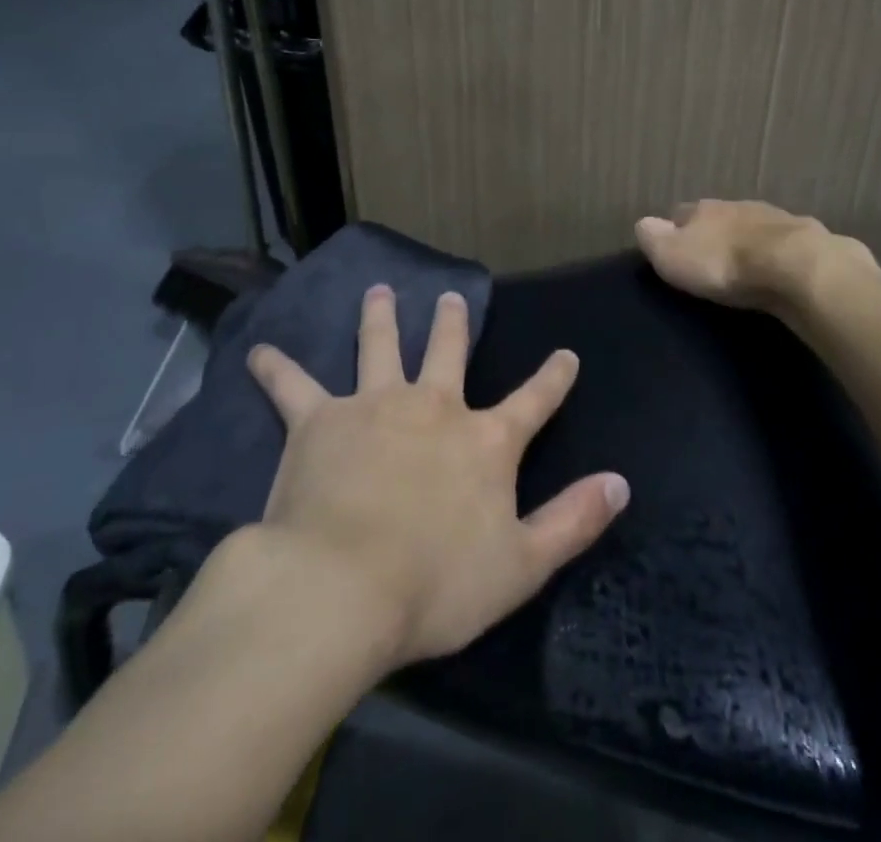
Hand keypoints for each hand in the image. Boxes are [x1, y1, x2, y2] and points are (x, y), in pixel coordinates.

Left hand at [244, 285, 629, 667]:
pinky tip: (258, 351)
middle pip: (448, 354)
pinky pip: (294, 387)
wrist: (341, 588)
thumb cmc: (436, 584)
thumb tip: (621, 483)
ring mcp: (375, 406)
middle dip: (453, 324)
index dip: (553, 378)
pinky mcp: (320, 420)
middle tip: (451, 297)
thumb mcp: (522, 564)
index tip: (566, 354)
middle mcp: (433, 408)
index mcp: (483, 441)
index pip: (532, 401)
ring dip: (380, 318)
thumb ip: (573, 521)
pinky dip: (277, 369)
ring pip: (380, 348)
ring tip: (378, 292)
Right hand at [635, 199, 853, 308]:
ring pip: (752, 228)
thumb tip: (643, 224)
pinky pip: (782, 245)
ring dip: (747, 242)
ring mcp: (775, 219)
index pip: (681, 213)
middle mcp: (738, 206)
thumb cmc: (725, 263)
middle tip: (709, 260)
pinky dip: (776, 255)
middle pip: (719, 218)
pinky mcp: (806, 239)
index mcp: (704, 209)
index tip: (672, 248)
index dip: (675, 229)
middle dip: (714, 234)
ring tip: (744, 267)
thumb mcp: (674, 256)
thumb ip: (655, 239)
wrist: (795, 267)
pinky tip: (777, 271)